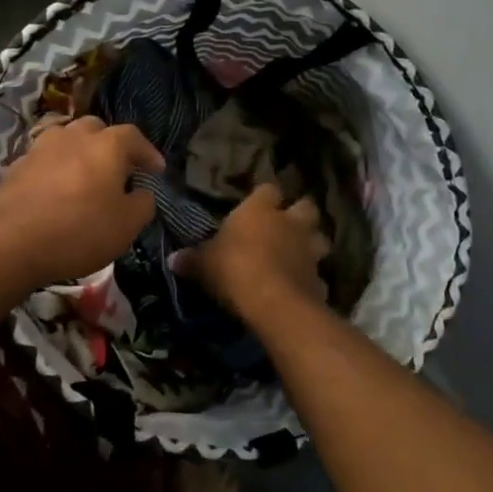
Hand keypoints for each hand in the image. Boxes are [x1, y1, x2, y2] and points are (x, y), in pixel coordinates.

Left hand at [0, 117, 163, 292]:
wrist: (8, 240)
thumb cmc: (78, 230)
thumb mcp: (126, 226)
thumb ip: (142, 204)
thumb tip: (142, 193)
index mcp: (106, 145)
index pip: (133, 137)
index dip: (147, 152)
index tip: (156, 170)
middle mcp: (72, 136)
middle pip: (96, 130)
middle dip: (110, 146)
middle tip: (118, 170)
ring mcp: (40, 148)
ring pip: (66, 141)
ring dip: (79, 154)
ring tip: (85, 177)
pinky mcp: (15, 166)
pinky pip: (44, 161)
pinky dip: (55, 170)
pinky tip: (55, 191)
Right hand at [176, 184, 331, 322]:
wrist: (272, 302)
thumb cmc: (233, 269)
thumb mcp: (203, 264)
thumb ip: (191, 259)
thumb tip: (172, 259)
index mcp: (260, 210)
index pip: (267, 189)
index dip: (264, 197)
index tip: (257, 205)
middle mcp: (289, 223)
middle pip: (305, 207)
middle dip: (299, 215)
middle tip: (286, 226)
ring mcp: (309, 250)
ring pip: (320, 238)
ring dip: (311, 245)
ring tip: (298, 255)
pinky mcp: (319, 279)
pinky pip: (317, 276)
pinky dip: (311, 280)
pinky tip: (300, 288)